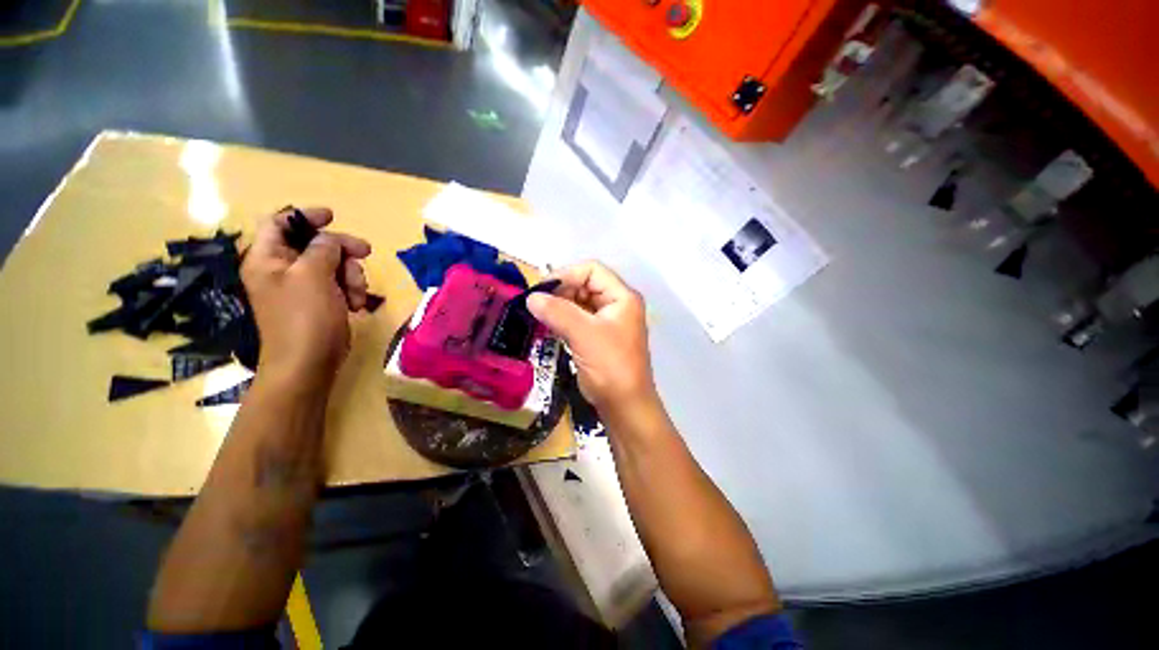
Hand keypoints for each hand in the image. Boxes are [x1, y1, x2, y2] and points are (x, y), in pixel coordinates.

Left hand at [242, 207, 371, 387]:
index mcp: (267, 258)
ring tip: (357, 295)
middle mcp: (281, 269)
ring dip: (351, 275)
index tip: (333, 216)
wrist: (308, 362)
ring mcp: (300, 287)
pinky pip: (338, 284)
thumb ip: (322, 248)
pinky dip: (350, 290)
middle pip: (313, 244)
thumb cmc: (305, 316)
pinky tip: (356, 305)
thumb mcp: (314, 275)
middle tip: (365, 254)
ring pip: (332, 265)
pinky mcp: (318, 302)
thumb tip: (330, 238)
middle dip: (341, 250)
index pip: (279, 223)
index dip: (304, 216)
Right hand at [527, 262, 654, 413]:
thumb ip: (557, 312)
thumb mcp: (584, 335)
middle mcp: (617, 304)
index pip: (592, 270)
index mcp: (622, 297)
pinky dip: (562, 320)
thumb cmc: (610, 367)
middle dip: (560, 291)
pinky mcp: (598, 337)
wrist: (625, 406)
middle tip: (536, 303)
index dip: (566, 274)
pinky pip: (578, 319)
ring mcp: (608, 321)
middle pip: (585, 284)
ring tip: (538, 315)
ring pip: (579, 303)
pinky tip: (548, 326)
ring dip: (559, 306)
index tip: (541, 289)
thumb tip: (531, 298)